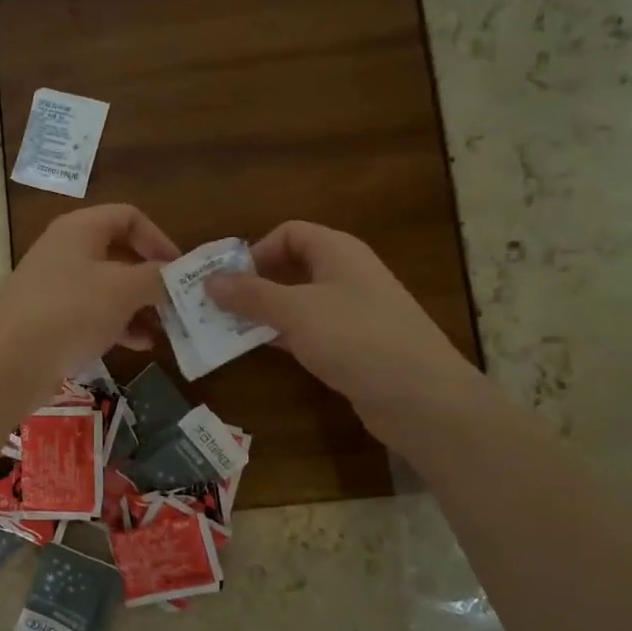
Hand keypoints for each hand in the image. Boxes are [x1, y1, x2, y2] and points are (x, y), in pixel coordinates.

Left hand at [0, 204, 179, 376]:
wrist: (12, 360)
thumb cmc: (72, 310)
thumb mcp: (124, 289)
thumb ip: (157, 278)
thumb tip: (177, 276)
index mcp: (80, 228)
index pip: (129, 217)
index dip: (159, 239)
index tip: (179, 270)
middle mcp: (66, 249)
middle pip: (119, 252)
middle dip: (151, 277)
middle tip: (176, 301)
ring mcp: (55, 285)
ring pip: (108, 286)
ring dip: (139, 305)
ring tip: (164, 328)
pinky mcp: (51, 318)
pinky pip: (93, 313)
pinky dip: (118, 324)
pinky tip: (140, 345)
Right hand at [206, 221, 478, 441]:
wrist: (421, 397)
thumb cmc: (356, 338)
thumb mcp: (296, 311)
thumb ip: (251, 295)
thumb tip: (210, 280)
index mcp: (338, 252)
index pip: (289, 233)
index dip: (257, 250)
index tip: (228, 280)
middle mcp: (346, 275)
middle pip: (291, 267)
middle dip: (253, 284)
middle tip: (216, 307)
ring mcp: (351, 312)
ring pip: (297, 302)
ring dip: (263, 313)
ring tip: (225, 330)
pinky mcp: (352, 346)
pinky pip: (308, 332)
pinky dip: (282, 336)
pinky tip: (257, 350)